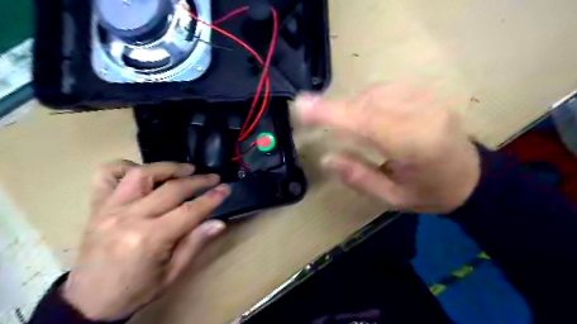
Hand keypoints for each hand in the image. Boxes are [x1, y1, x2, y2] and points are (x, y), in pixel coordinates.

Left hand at [62, 161, 229, 319]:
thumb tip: (220, 222)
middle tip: (213, 178)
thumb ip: (195, 243)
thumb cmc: (136, 290)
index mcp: (150, 239)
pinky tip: (143, 172)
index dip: (211, 198)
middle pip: (171, 188)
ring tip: (186, 169)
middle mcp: (129, 218)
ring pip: (142, 174)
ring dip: (168, 168)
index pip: (189, 210)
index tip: (226, 188)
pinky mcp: (96, 207)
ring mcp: (109, 209)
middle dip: (197, 180)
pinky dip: (126, 167)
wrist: (88, 303)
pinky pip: (107, 175)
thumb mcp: (172, 273)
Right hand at [295, 84, 480, 212]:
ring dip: (352, 108)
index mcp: (417, 146)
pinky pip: (384, 90)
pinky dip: (366, 101)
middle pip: (367, 104)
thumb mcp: (393, 199)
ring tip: (348, 128)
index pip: (367, 122)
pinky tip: (367, 117)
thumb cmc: (431, 193)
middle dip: (339, 113)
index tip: (301, 106)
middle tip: (318, 121)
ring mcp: (427, 99)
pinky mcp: (425, 94)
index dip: (332, 113)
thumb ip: (359, 177)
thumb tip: (326, 158)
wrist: (472, 177)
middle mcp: (423, 115)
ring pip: (373, 93)